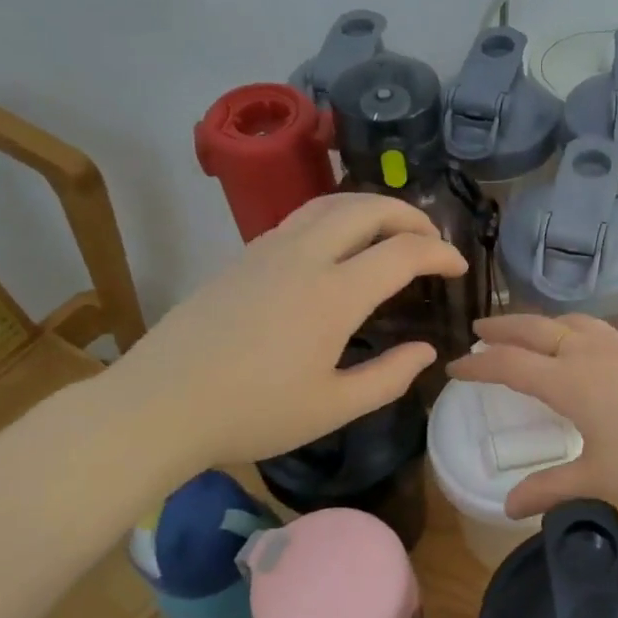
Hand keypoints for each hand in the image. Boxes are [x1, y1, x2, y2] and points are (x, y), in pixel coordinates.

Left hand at [106, 194, 465, 476]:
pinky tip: (336, 249)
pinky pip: (300, 219)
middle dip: (409, 215)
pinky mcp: (241, 258)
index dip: (440, 253)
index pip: (402, 252)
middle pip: (366, 208)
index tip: (459, 267)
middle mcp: (303, 257)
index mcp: (332, 294)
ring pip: (329, 204)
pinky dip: (335, 219)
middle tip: (431, 238)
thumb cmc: (252, 414)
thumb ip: (389, 378)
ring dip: (370, 208)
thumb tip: (426, 351)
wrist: (158, 405)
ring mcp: (266, 251)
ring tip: (390, 230)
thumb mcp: (333, 409)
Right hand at [446, 314, 617, 516]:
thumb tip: (508, 507)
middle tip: (479, 328)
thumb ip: (552, 489)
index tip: (454, 367)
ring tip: (530, 329)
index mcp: (569, 382)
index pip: (509, 365)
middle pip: (535, 330)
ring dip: (540, 322)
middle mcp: (589, 354)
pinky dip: (573, 328)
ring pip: (570, 322)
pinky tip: (585, 343)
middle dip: (502, 328)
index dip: (478, 365)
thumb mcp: (600, 479)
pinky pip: (597, 329)